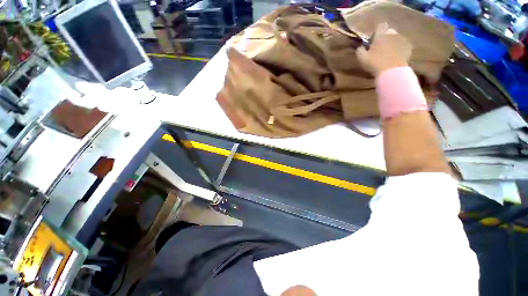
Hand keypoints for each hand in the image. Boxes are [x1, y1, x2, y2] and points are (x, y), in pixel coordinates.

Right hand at [357, 23, 412, 76]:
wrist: (391, 71)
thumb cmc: (375, 64)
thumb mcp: (362, 58)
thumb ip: (360, 50)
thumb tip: (360, 47)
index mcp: (380, 35)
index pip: (380, 26)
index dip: (377, 32)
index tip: (374, 40)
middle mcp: (392, 33)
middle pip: (388, 32)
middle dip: (385, 38)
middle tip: (380, 49)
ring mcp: (402, 39)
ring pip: (396, 38)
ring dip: (393, 44)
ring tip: (389, 54)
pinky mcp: (409, 47)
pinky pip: (403, 45)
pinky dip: (400, 49)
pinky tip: (396, 57)